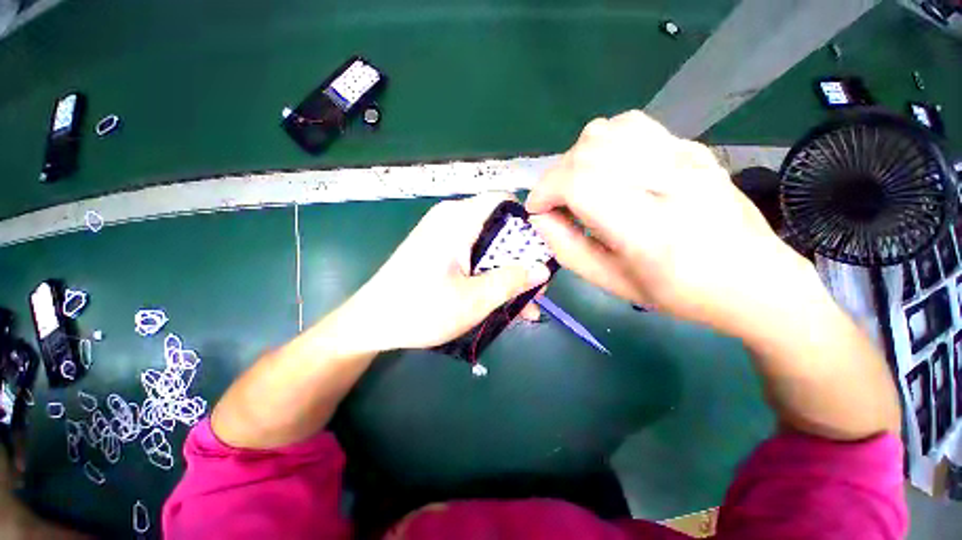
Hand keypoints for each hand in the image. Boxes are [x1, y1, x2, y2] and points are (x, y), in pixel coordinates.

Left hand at [345, 194, 551, 351]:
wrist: (371, 323)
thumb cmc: (420, 309)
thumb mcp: (474, 299)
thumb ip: (511, 281)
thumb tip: (543, 269)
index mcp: (458, 220)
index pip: (503, 200)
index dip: (527, 222)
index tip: (541, 250)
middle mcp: (451, 220)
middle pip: (498, 229)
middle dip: (520, 259)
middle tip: (535, 290)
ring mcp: (443, 236)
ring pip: (488, 248)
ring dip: (507, 274)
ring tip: (525, 307)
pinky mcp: (438, 251)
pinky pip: (473, 257)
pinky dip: (488, 276)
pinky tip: (501, 303)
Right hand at [526, 110, 815, 336]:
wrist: (754, 280)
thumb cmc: (678, 293)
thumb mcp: (612, 282)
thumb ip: (567, 249)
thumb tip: (540, 217)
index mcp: (648, 230)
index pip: (580, 183)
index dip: (545, 191)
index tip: (537, 210)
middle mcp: (669, 183)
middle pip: (588, 152)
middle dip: (555, 176)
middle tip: (555, 202)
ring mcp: (685, 158)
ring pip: (607, 131)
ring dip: (577, 157)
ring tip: (579, 184)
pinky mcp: (692, 148)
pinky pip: (633, 126)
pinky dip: (604, 143)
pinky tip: (608, 168)